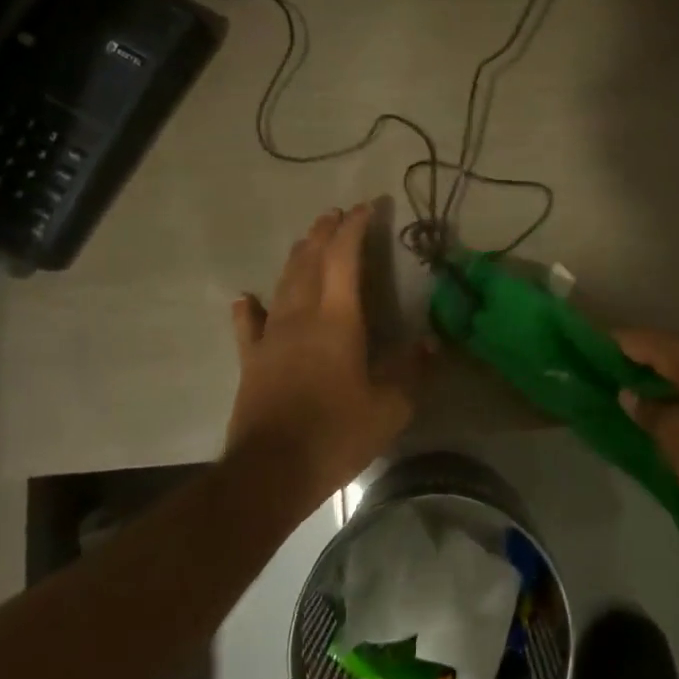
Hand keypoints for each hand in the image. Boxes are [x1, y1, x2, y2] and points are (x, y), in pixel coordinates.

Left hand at [227, 203, 420, 501]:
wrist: (271, 471)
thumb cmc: (336, 435)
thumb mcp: (390, 408)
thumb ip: (412, 371)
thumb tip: (432, 342)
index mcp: (337, 318)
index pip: (345, 257)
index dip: (355, 227)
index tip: (367, 206)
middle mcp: (301, 315)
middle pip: (311, 261)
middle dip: (325, 233)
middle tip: (336, 214)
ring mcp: (271, 336)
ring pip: (283, 283)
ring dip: (297, 257)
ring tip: (308, 240)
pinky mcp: (251, 360)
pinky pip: (248, 325)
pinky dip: (249, 308)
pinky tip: (246, 298)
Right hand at [612, 330, 678, 548]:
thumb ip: (649, 412)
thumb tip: (631, 394)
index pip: (640, 340)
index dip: (608, 346)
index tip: (578, 355)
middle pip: (661, 355)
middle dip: (628, 367)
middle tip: (591, 382)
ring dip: (651, 388)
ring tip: (616, 404)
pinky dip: (673, 405)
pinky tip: (654, 423)